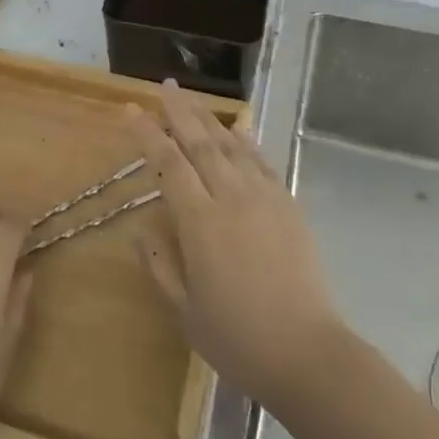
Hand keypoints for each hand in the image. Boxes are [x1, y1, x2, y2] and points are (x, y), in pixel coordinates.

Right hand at [124, 82, 343, 408]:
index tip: (132, 109)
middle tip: (164, 85)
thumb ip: (159, 264)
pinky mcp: (288, 206)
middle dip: (179, 111)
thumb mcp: (183, 309)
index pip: (168, 164)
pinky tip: (235, 129)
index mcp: (200, 222)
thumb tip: (144, 229)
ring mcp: (264, 199)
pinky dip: (244, 141)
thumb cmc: (237, 337)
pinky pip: (261, 162)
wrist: (307, 353)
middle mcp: (231, 198)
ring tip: (192, 98)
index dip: (148, 134)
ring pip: (231, 146)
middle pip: (200, 143)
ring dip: (209, 119)